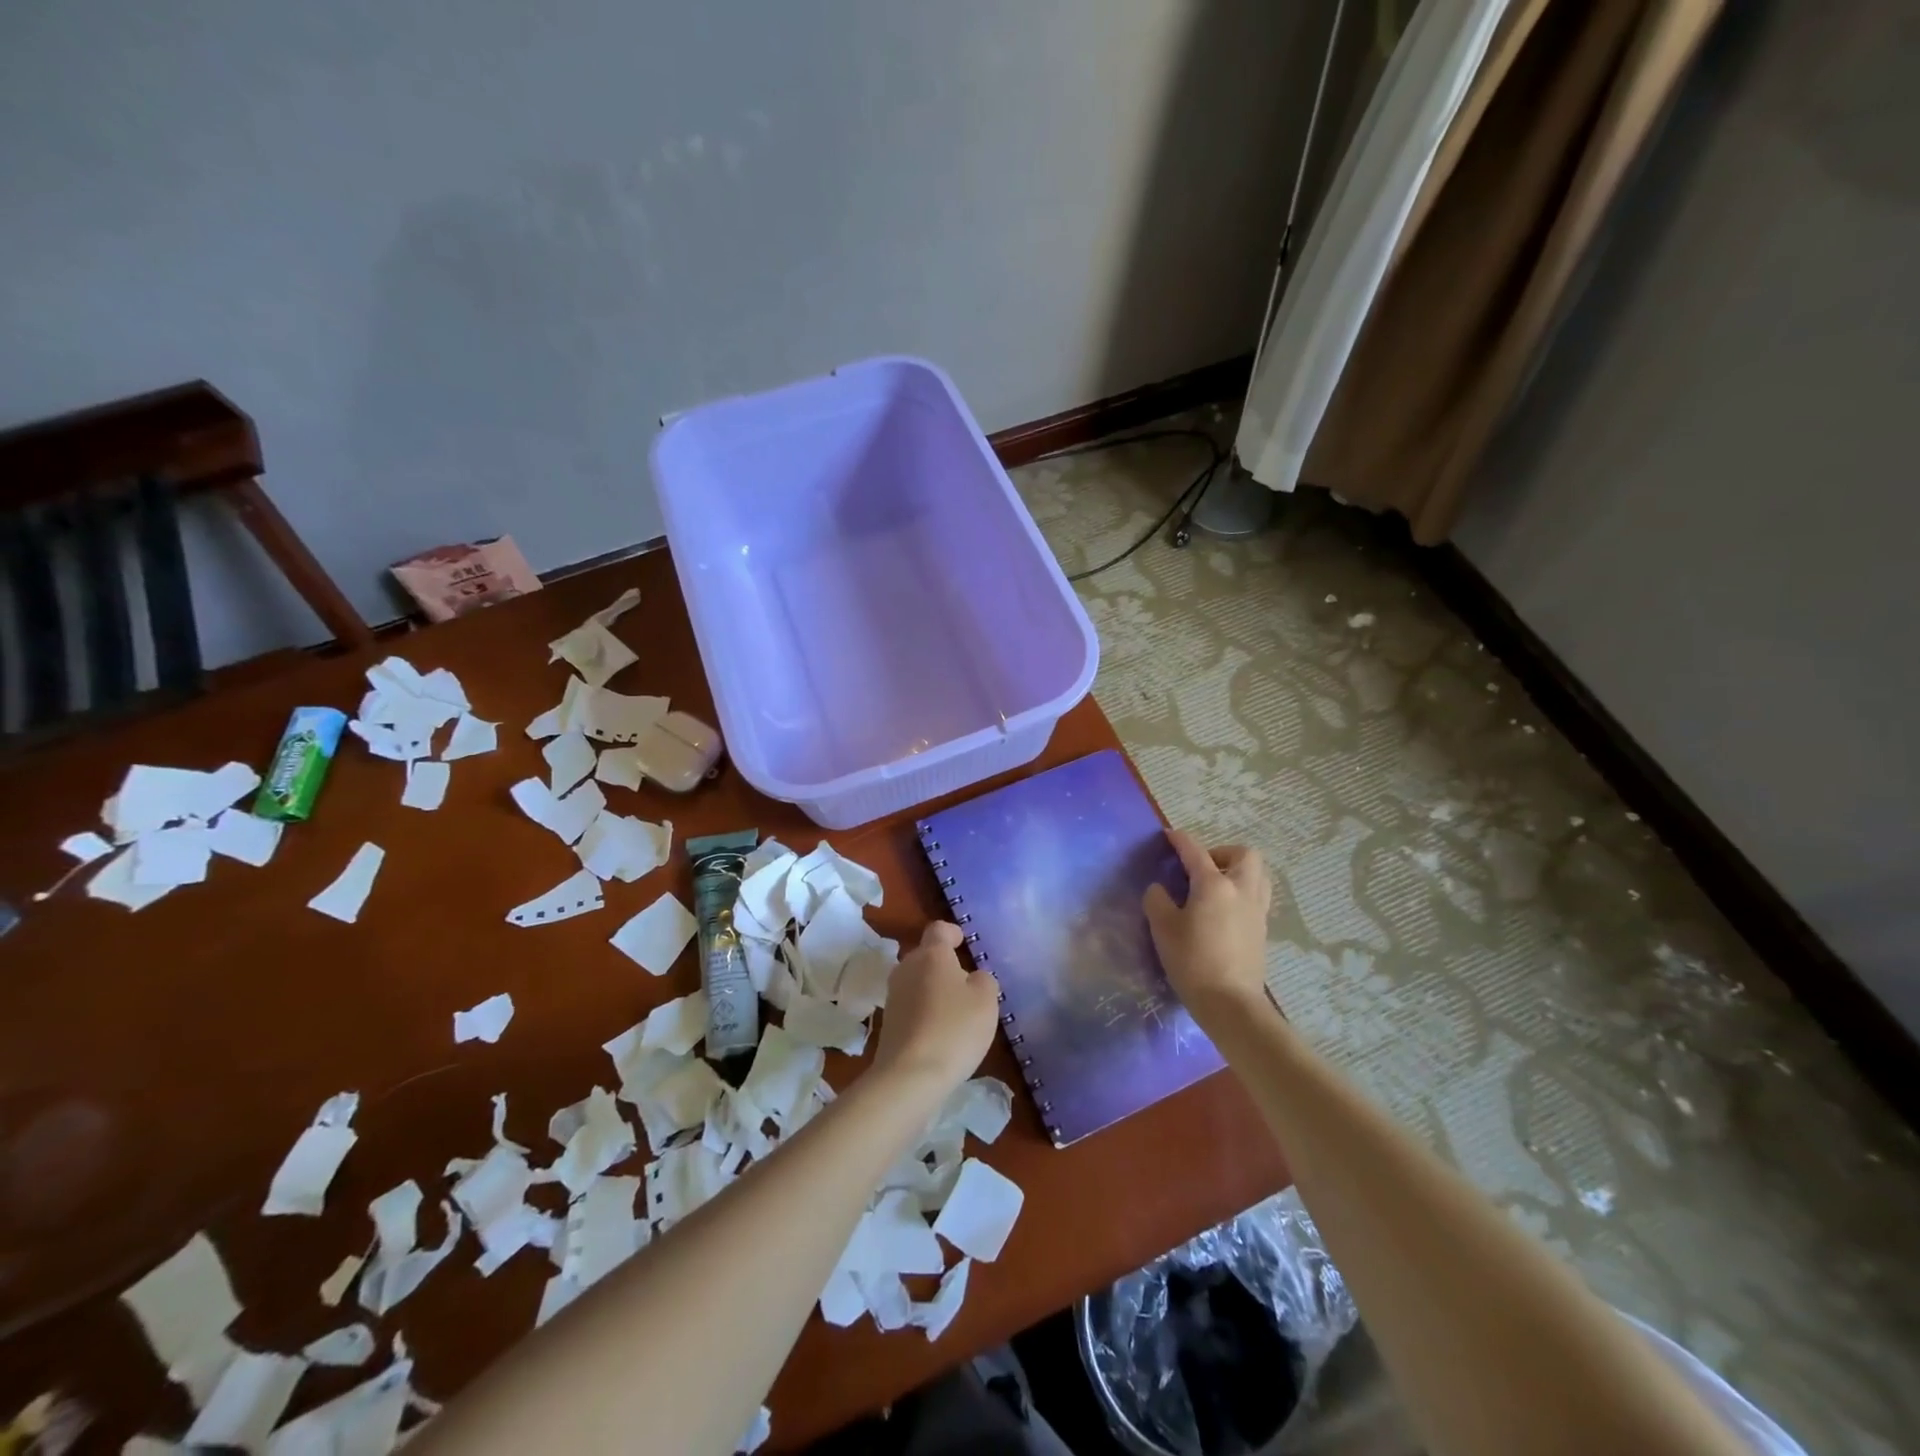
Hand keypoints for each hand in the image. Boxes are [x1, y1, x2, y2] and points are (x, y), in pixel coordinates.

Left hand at [871, 921, 1000, 1096]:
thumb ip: (983, 980)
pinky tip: (939, 1032)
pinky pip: (911, 1005)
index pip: (939, 929)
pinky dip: (924, 1011)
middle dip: (944, 964)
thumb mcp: (986, 1000)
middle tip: (965, 983)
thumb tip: (972, 978)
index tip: (964, 943)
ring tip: (954, 1010)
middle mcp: (907, 967)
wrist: (910, 1076)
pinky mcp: (887, 1021)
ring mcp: (893, 995)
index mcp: (931, 954)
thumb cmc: (954, 1029)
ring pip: (916, 980)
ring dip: (933, 988)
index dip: (953, 933)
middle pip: (926, 955)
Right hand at [1144, 829, 1271, 1017]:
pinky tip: (1223, 911)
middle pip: (1244, 854)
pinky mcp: (1262, 930)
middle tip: (1201, 868)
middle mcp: (1241, 890)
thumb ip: (1157, 901)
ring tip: (1215, 886)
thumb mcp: (1163, 928)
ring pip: (1258, 874)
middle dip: (1222, 852)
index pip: (1195, 851)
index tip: (1169, 836)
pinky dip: (1242, 893)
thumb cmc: (1192, 961)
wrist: (1230, 1003)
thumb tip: (1160, 890)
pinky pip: (1257, 896)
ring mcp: (1256, 910)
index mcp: (1214, 884)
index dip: (1180, 840)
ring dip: (1238, 871)